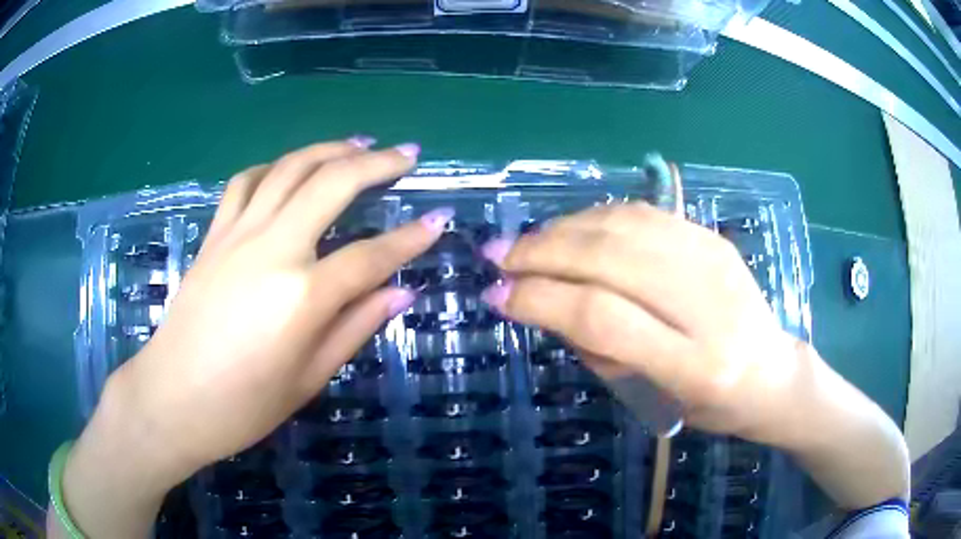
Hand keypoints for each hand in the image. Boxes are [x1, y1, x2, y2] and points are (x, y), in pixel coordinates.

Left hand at [103, 139, 451, 478]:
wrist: (172, 398)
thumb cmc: (243, 406)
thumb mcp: (309, 378)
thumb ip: (355, 327)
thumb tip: (401, 292)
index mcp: (302, 296)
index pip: (371, 255)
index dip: (411, 237)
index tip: (440, 218)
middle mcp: (272, 249)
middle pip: (332, 184)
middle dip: (377, 163)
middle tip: (407, 154)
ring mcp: (238, 235)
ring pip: (289, 169)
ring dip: (329, 149)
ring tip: (358, 143)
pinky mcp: (214, 235)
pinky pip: (246, 183)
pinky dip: (274, 167)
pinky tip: (289, 169)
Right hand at [478, 203, 803, 445]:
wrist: (773, 372)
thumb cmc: (714, 405)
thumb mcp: (655, 400)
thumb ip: (603, 353)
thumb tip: (550, 303)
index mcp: (695, 366)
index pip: (604, 318)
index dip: (541, 301)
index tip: (497, 296)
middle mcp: (709, 305)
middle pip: (611, 261)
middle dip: (542, 255)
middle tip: (498, 257)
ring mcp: (715, 260)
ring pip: (624, 227)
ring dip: (563, 229)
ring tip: (527, 242)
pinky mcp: (713, 238)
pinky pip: (644, 215)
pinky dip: (596, 217)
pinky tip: (571, 228)